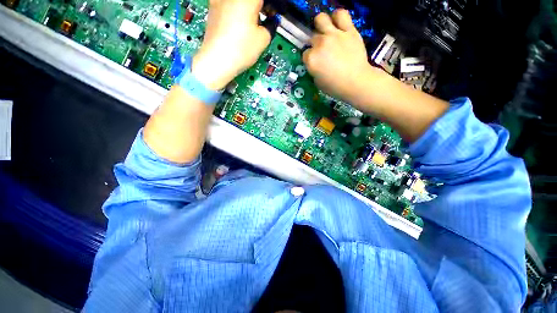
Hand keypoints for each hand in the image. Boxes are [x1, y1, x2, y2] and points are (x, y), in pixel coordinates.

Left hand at [191, 0, 270, 90]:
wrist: (217, 60)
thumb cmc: (241, 49)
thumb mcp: (263, 40)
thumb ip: (271, 27)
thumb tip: (271, 23)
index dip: (270, 7)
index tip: (272, 15)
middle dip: (260, 6)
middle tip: (266, 18)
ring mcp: (219, 0)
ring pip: (239, 2)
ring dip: (249, 8)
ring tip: (253, 23)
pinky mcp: (212, 9)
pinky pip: (229, 5)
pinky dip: (237, 11)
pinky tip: (239, 24)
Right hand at [303, 10, 378, 102]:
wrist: (356, 82)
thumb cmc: (335, 87)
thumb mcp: (318, 82)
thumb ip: (314, 70)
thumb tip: (316, 63)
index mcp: (311, 59)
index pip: (305, 54)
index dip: (310, 59)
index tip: (315, 63)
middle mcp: (320, 44)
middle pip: (313, 38)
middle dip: (315, 45)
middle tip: (322, 51)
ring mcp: (334, 35)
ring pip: (321, 19)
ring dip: (321, 25)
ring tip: (326, 31)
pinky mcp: (348, 30)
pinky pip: (341, 14)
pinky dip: (338, 17)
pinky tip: (338, 24)